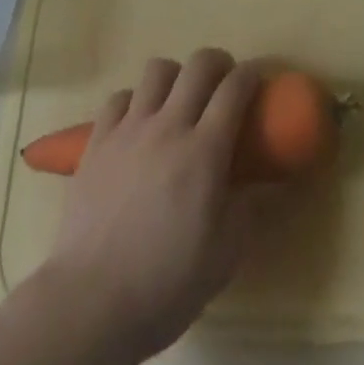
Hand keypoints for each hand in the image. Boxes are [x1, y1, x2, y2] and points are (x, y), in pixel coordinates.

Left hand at [35, 49, 280, 364]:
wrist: (92, 301)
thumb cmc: (166, 282)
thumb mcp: (225, 255)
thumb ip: (251, 209)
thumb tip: (271, 183)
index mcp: (204, 151)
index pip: (234, 89)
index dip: (251, 74)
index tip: (258, 77)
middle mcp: (169, 125)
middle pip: (199, 64)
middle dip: (218, 63)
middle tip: (223, 84)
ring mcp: (130, 128)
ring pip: (157, 69)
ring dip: (175, 76)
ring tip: (179, 99)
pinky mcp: (98, 139)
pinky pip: (119, 97)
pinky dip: (134, 100)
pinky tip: (138, 123)